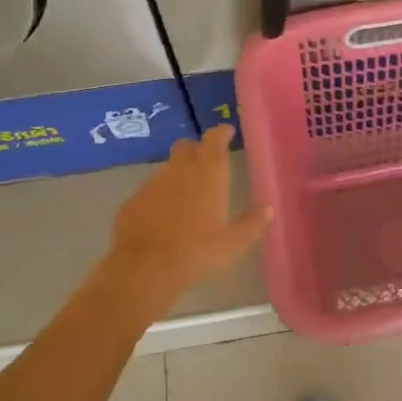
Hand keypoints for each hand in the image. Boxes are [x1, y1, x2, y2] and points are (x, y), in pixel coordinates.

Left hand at [107, 125, 270, 302]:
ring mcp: (152, 184)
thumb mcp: (233, 244)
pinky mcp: (132, 200)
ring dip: (177, 175)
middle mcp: (179, 170)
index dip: (221, 133)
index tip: (226, 132)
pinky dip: (158, 197)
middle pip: (186, 146)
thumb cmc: (197, 252)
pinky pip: (149, 191)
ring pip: (167, 169)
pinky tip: (162, 217)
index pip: (215, 139)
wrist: (144, 269)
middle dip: (197, 149)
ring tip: (186, 197)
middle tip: (206, 163)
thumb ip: (252, 224)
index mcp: (208, 174)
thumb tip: (268, 209)